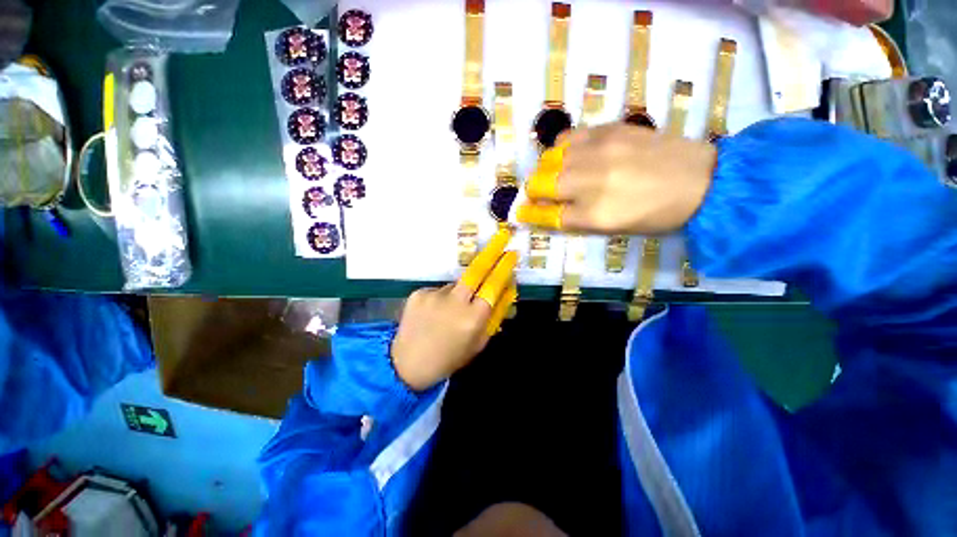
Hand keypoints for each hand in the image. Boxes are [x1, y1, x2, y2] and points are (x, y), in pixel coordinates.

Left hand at [391, 229, 518, 391]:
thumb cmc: (450, 357)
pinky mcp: (418, 293)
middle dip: (491, 251)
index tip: (511, 254)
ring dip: (459, 293)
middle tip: (501, 237)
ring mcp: (434, 295)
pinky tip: (434, 314)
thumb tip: (507, 288)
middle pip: (476, 270)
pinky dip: (441, 298)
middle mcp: (454, 302)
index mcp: (473, 319)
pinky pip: (438, 290)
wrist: (408, 364)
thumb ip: (495, 315)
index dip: (504, 268)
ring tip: (448, 313)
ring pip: (456, 285)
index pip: (494, 286)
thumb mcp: (479, 342)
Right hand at [516, 123, 716, 234]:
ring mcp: (599, 152)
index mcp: (594, 215)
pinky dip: (561, 150)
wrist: (701, 180)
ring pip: (550, 160)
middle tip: (537, 194)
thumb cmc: (655, 215)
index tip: (520, 213)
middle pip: (541, 185)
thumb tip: (547, 211)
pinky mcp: (609, 131)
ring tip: (554, 174)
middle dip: (533, 192)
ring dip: (545, 170)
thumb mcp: (613, 229)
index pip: (547, 216)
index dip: (529, 214)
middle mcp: (591, 182)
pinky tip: (570, 155)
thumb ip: (576, 220)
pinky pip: (568, 138)